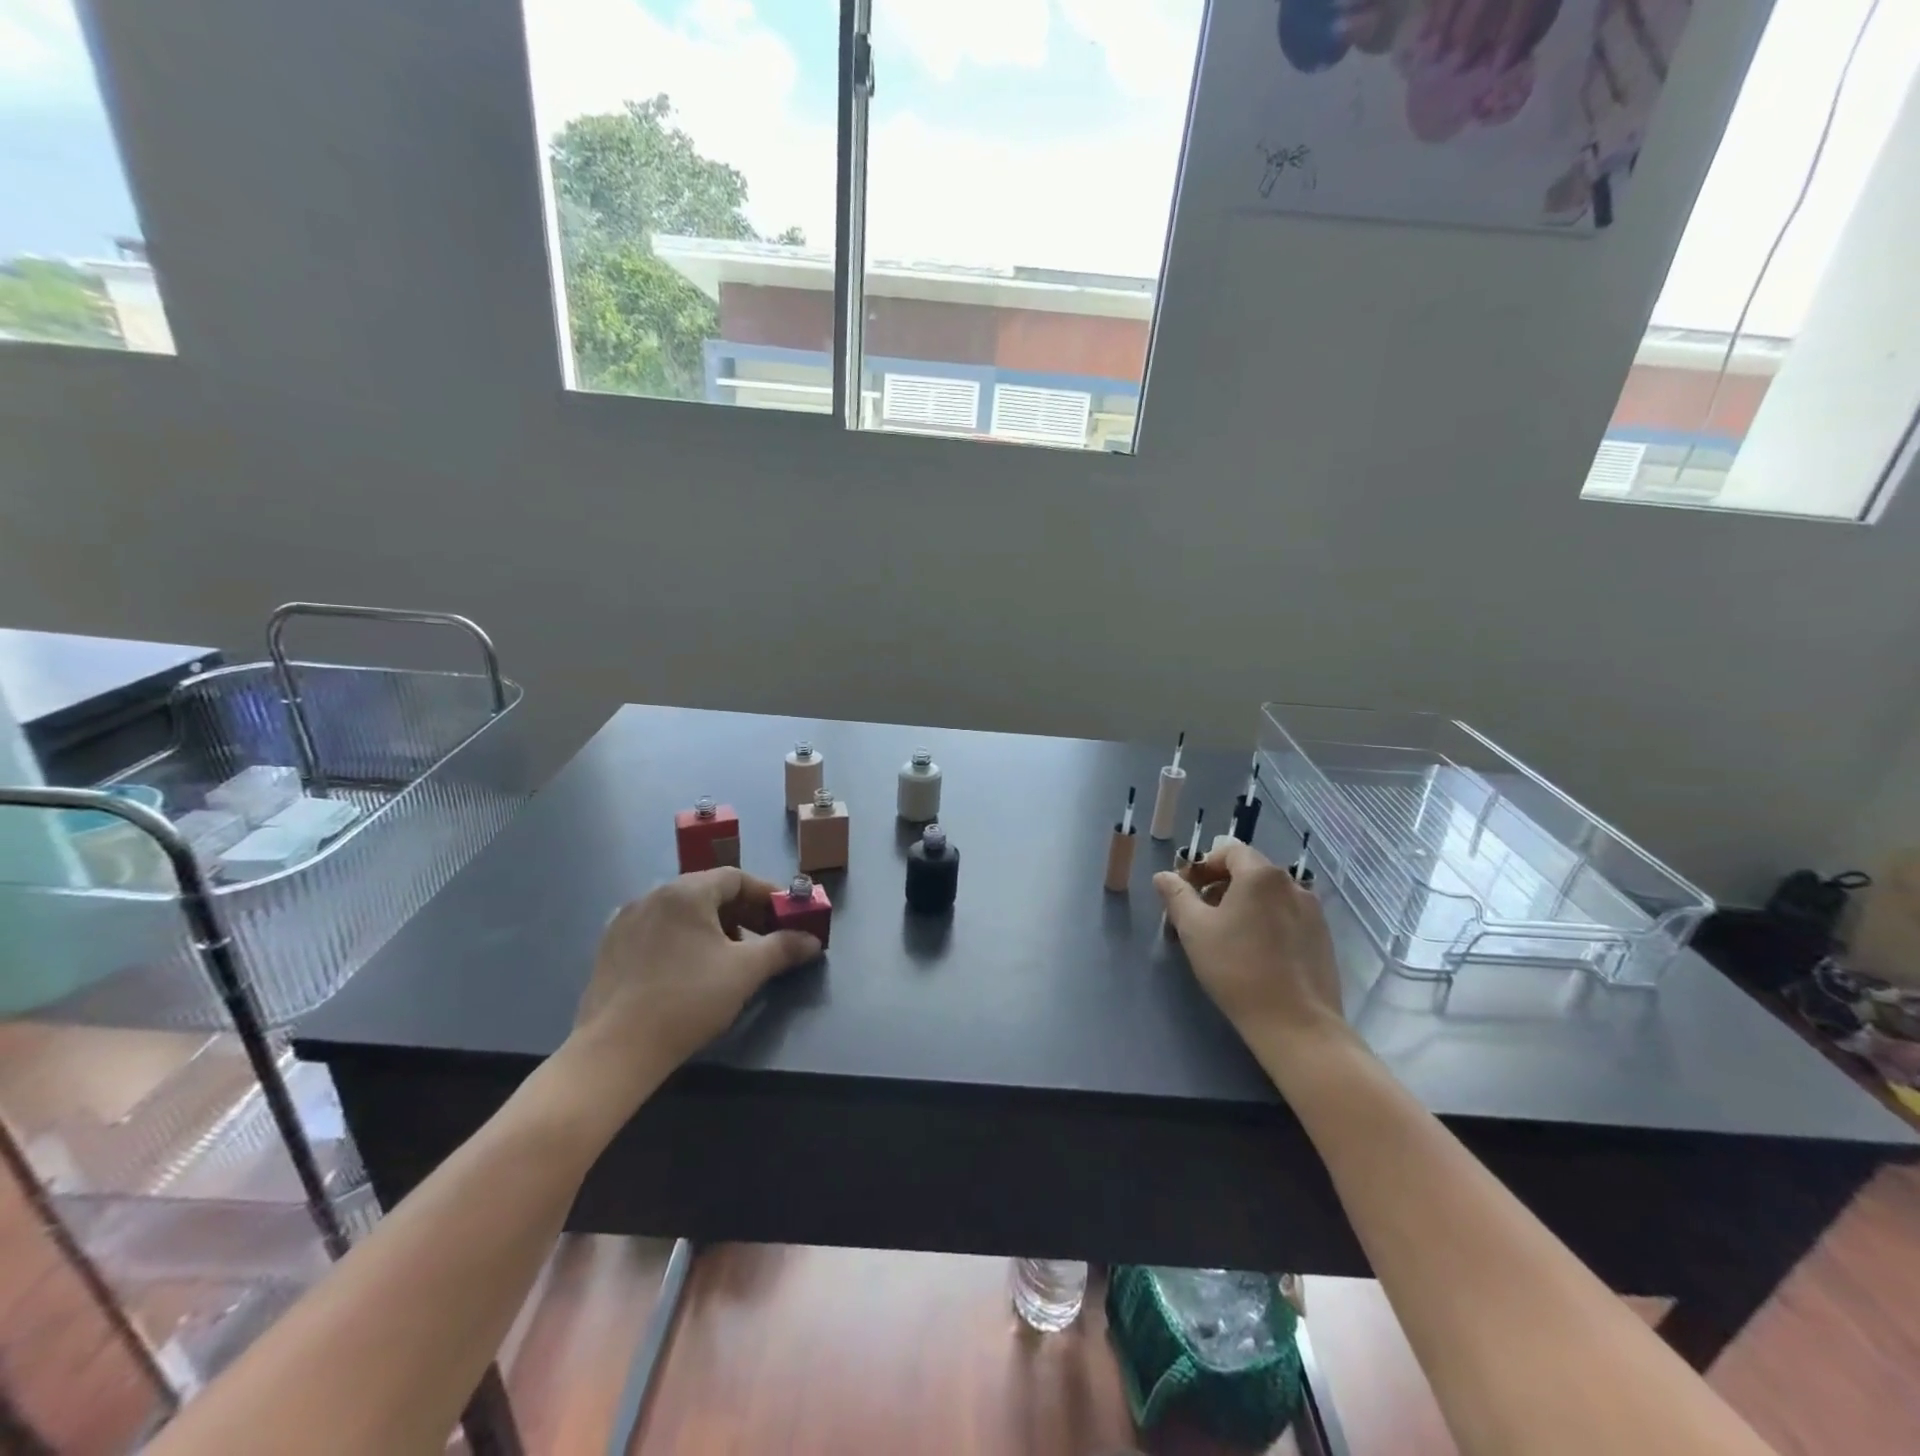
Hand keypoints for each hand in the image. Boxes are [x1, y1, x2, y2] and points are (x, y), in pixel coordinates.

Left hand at [567, 869, 820, 1107]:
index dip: (766, 895)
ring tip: (728, 958)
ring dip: (713, 927)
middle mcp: (652, 896)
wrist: (615, 1050)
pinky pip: (657, 931)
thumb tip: (811, 941)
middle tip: (763, 939)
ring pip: (681, 912)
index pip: (735, 877)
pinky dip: (682, 940)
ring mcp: (625, 921)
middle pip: (708, 892)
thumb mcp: (746, 971)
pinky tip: (689, 971)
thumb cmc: (688, 1000)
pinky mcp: (610, 949)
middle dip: (742, 912)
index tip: (785, 917)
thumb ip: (783, 948)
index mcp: (685, 892)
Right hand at [1155, 841, 1349, 1058]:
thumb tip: (1163, 876)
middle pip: (1249, 871)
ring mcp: (1313, 911)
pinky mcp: (1323, 938)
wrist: (1297, 1024)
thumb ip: (1177, 896)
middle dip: (1219, 886)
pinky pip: (1286, 916)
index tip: (1185, 892)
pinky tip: (1254, 953)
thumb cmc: (1238, 969)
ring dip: (1242, 905)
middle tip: (1197, 916)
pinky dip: (1265, 922)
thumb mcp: (1195, 930)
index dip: (1202, 865)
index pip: (1228, 851)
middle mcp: (1292, 884)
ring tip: (1224, 937)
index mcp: (1261, 875)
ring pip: (1268, 896)